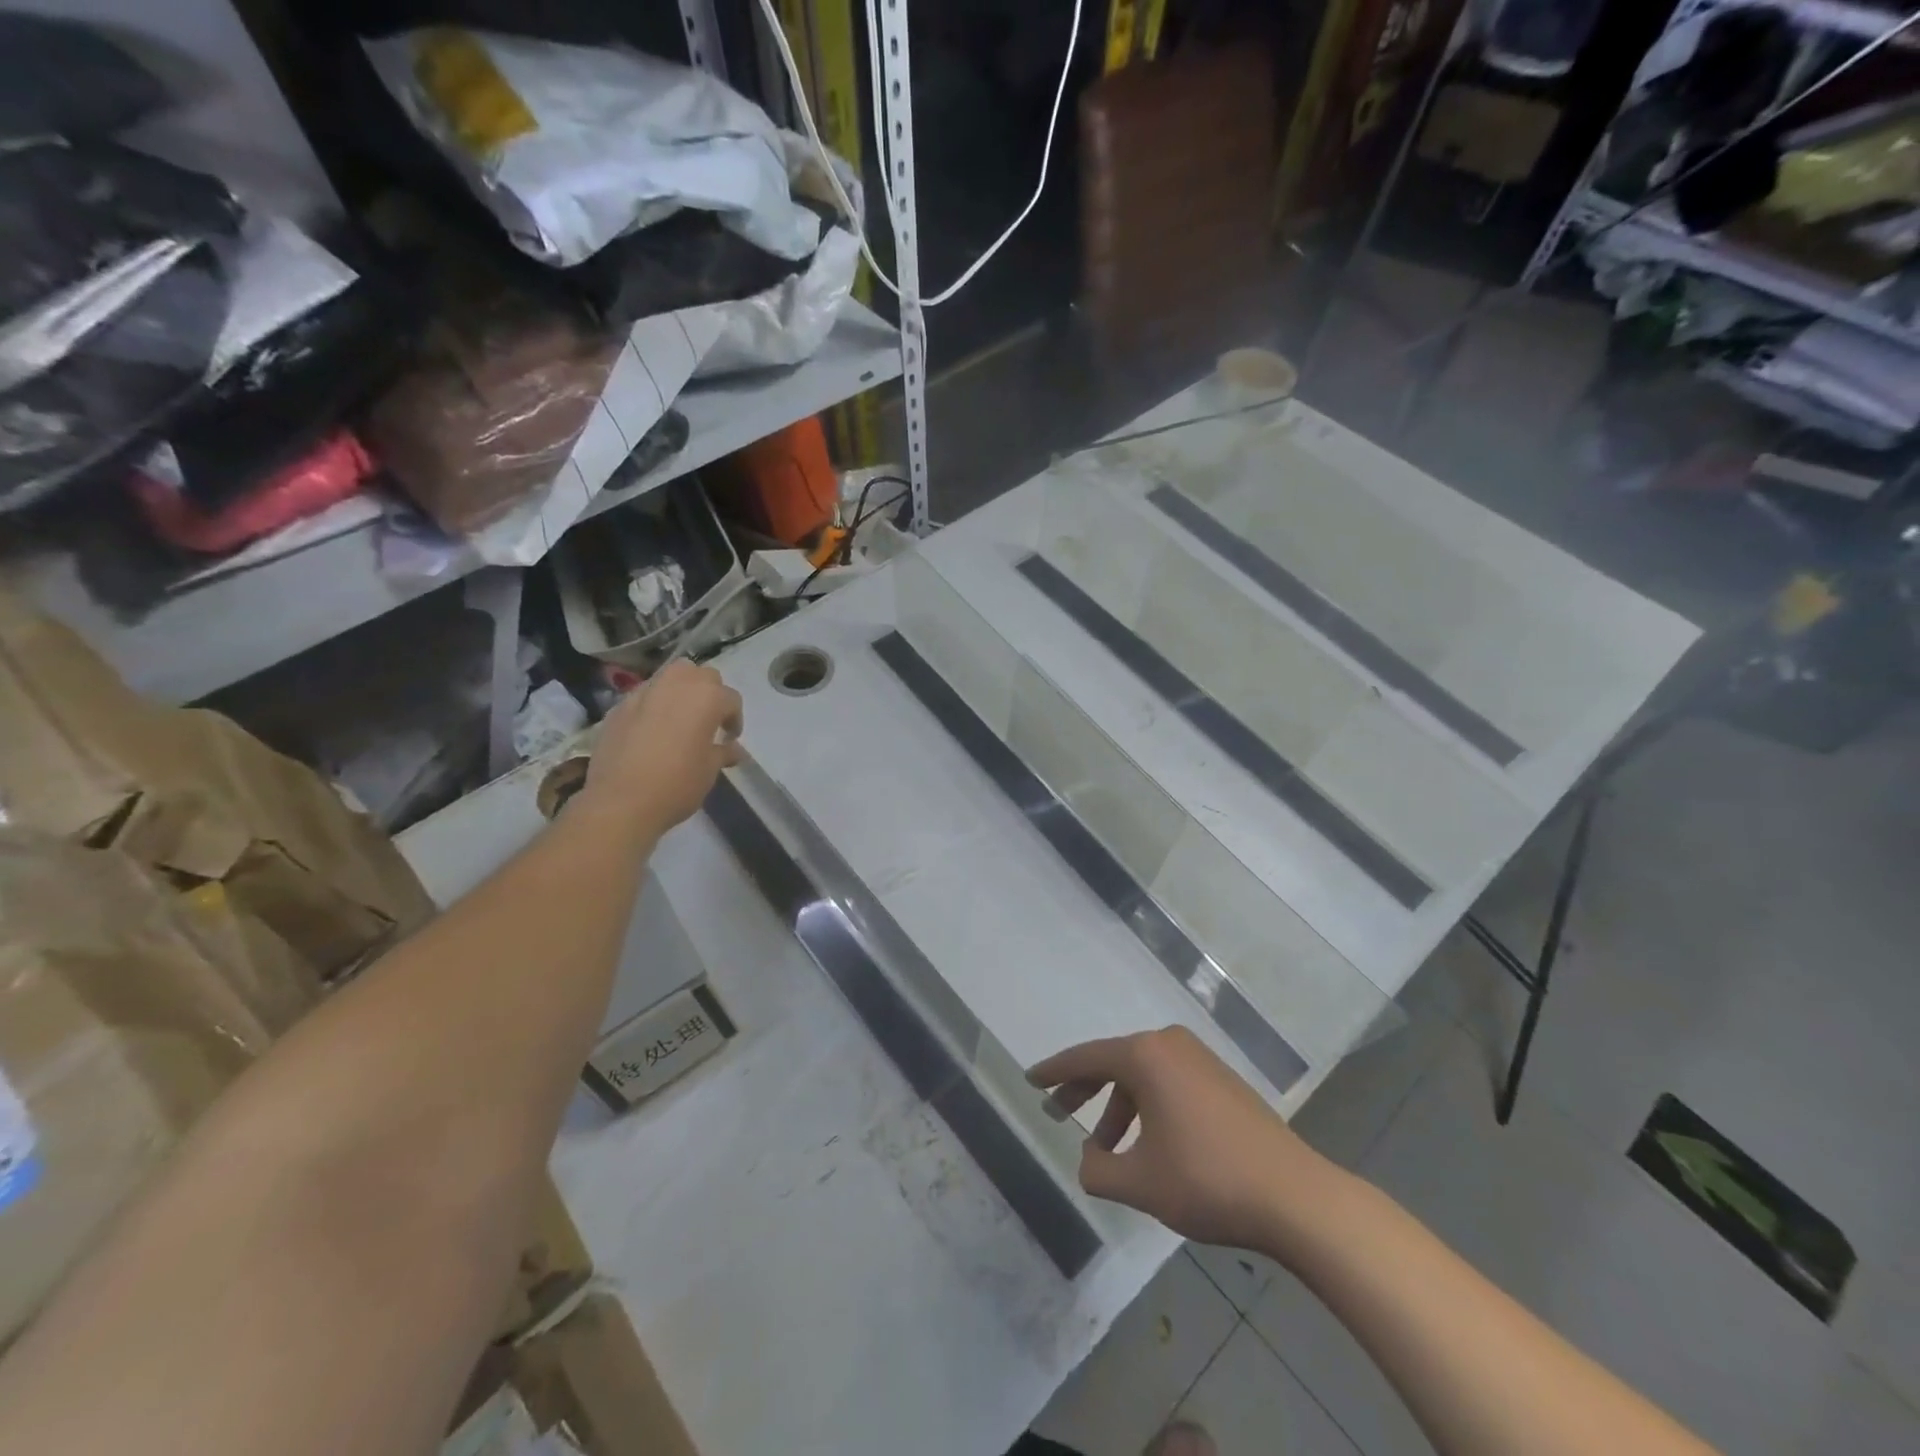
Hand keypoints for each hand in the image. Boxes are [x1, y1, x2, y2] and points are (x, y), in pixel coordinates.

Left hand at [584, 661, 743, 835]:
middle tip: (708, 721)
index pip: (730, 698)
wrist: (620, 802)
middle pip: (702, 676)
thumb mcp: (709, 770)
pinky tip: (651, 730)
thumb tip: (734, 750)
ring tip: (680, 718)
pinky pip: (645, 695)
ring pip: (671, 677)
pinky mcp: (619, 706)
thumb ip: (723, 752)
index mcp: (706, 697)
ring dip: (681, 691)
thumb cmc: (677, 784)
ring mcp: (644, 692)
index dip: (734, 719)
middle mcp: (676, 685)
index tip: (730, 739)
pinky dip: (654, 704)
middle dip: (709, 693)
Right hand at [1028, 1026, 1336, 1252]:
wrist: (1295, 1197)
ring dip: (1119, 1107)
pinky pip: (1169, 1084)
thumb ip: (1097, 1170)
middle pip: (1114, 1062)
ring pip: (1143, 1076)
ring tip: (1105, 1149)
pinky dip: (1147, 1107)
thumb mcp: (1139, 1183)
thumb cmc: (1207, 1180)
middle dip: (1084, 1088)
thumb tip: (1089, 1158)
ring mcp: (1201, 1060)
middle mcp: (1170, 1045)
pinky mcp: (1222, 1081)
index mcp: (1146, 1056)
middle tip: (1058, 1110)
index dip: (1055, 1071)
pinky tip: (1147, 1145)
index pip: (1086, 1058)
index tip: (1032, 1080)